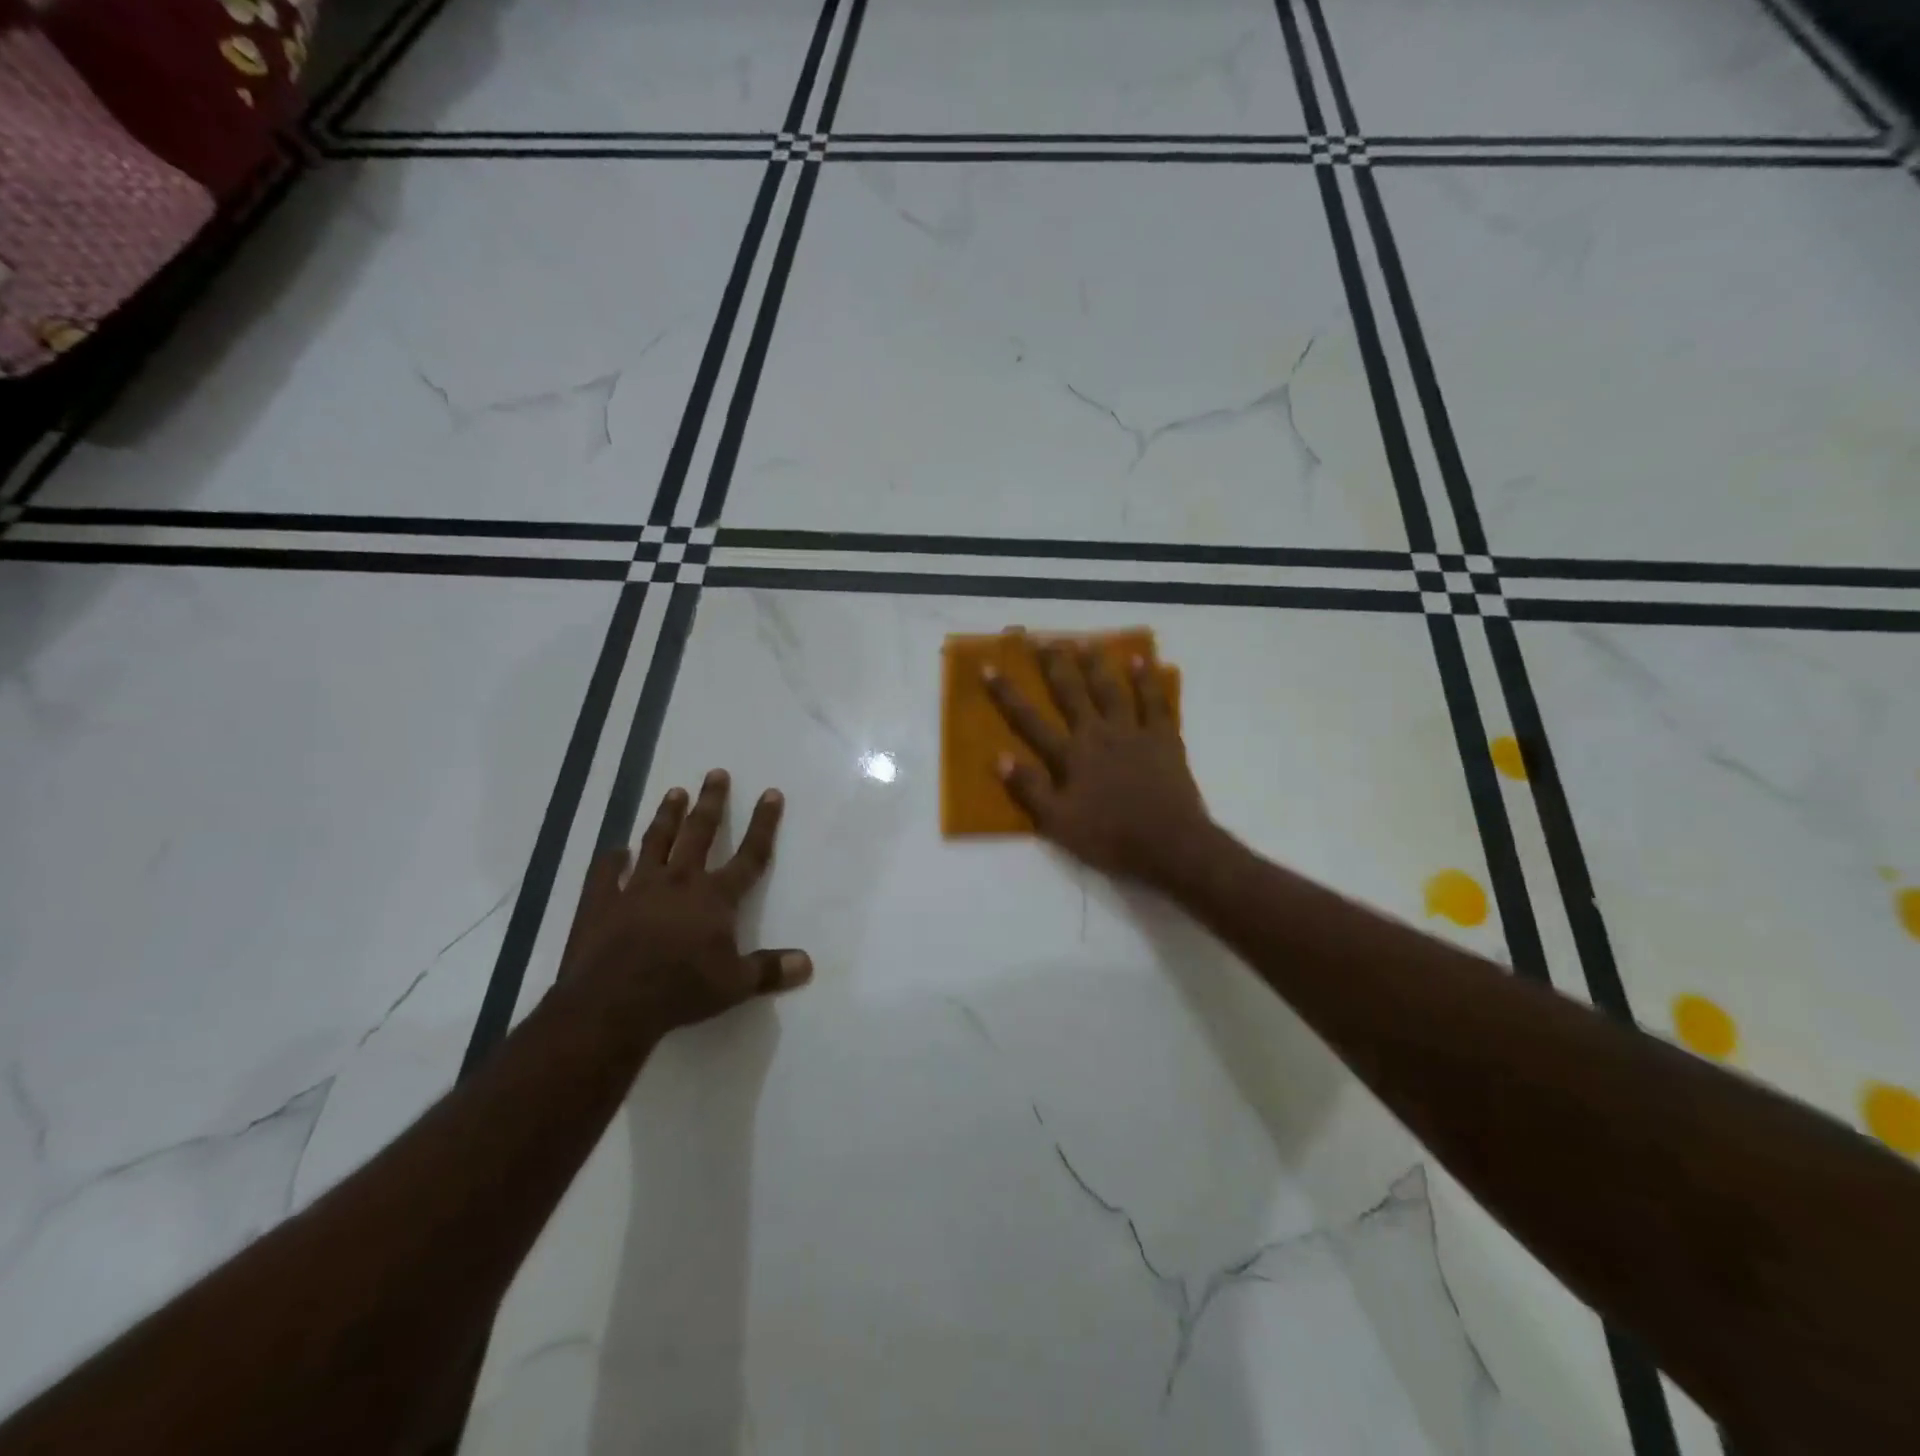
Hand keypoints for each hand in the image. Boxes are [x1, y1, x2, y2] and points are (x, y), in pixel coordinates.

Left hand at [557, 769, 811, 1031]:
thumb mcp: (735, 985)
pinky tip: (616, 850)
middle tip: (716, 774)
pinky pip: (606, 873)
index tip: (771, 794)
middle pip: (699, 833)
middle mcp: (679, 881)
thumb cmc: (681, 991)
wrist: (612, 1004)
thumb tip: (808, 963)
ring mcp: (637, 888)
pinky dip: (612, 860)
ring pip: (656, 841)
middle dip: (711, 802)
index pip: (749, 854)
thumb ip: (770, 970)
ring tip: (674, 792)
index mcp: (715, 897)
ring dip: (666, 816)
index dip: (763, 825)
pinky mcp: (601, 902)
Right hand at [983, 639, 1212, 887]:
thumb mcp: (1058, 823)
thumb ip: (1030, 789)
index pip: (1030, 720)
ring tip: (1085, 641)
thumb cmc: (1109, 838)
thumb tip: (999, 757)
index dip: (1007, 694)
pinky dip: (1146, 680)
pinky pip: (1154, 702)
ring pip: (1111, 690)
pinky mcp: (1163, 738)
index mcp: (1071, 756)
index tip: (989, 667)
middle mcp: (1098, 734)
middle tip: (1042, 638)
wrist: (1169, 844)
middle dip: (1054, 665)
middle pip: (1072, 693)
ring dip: (1097, 664)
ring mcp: (1133, 733)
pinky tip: (1140, 661)